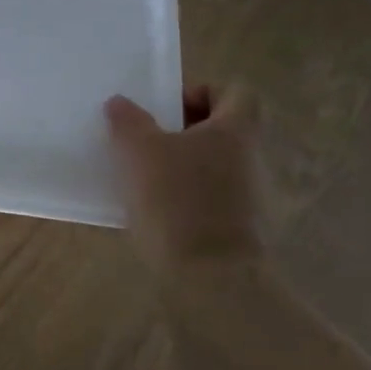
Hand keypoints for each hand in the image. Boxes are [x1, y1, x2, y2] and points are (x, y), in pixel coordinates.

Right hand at [104, 84, 268, 272]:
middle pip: (222, 129)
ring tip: (144, 179)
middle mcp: (251, 158)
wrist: (212, 278)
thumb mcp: (140, 152)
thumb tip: (119, 103)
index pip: (236, 91)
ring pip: (214, 165)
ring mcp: (251, 197)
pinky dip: (186, 199)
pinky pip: (211, 199)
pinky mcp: (240, 229)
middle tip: (147, 142)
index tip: (166, 110)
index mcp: (235, 130)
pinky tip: (156, 213)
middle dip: (183, 132)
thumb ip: (128, 122)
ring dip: (183, 166)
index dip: (201, 92)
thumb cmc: (178, 201)